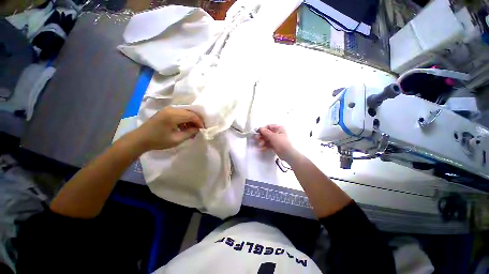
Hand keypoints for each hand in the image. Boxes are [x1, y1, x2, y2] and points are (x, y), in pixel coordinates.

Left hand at [133, 107, 204, 150]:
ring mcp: (168, 109)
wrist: (140, 139)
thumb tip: (198, 129)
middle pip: (190, 112)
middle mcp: (171, 109)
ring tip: (193, 129)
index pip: (192, 115)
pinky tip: (185, 127)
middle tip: (200, 128)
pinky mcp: (166, 111)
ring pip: (185, 112)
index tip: (203, 129)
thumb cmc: (158, 141)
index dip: (199, 122)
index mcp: (173, 115)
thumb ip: (189, 133)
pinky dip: (185, 119)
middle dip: (197, 120)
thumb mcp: (176, 139)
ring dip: (191, 119)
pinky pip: (180, 113)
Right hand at [257, 125, 298, 161]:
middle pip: (267, 133)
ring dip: (262, 141)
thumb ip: (266, 132)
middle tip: (257, 139)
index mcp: (278, 128)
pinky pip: (268, 144)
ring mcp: (276, 140)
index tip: (257, 132)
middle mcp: (277, 133)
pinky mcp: (274, 145)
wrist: (287, 154)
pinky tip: (261, 148)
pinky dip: (265, 146)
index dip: (263, 129)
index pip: (268, 126)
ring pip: (267, 139)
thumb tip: (260, 128)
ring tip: (260, 145)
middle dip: (261, 136)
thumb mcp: (273, 136)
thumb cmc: (281, 142)